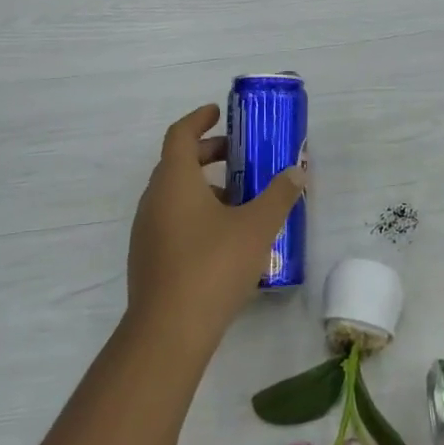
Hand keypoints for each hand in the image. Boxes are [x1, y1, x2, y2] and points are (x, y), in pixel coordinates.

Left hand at [125, 104, 306, 357]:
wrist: (169, 330)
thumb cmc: (213, 266)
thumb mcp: (256, 227)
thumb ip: (279, 196)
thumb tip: (297, 172)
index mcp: (174, 180)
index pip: (180, 134)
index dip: (199, 120)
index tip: (219, 114)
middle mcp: (153, 199)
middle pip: (177, 162)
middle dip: (207, 154)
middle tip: (238, 156)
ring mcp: (146, 230)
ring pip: (174, 194)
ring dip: (203, 187)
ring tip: (239, 200)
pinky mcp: (148, 258)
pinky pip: (171, 220)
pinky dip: (194, 213)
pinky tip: (224, 237)